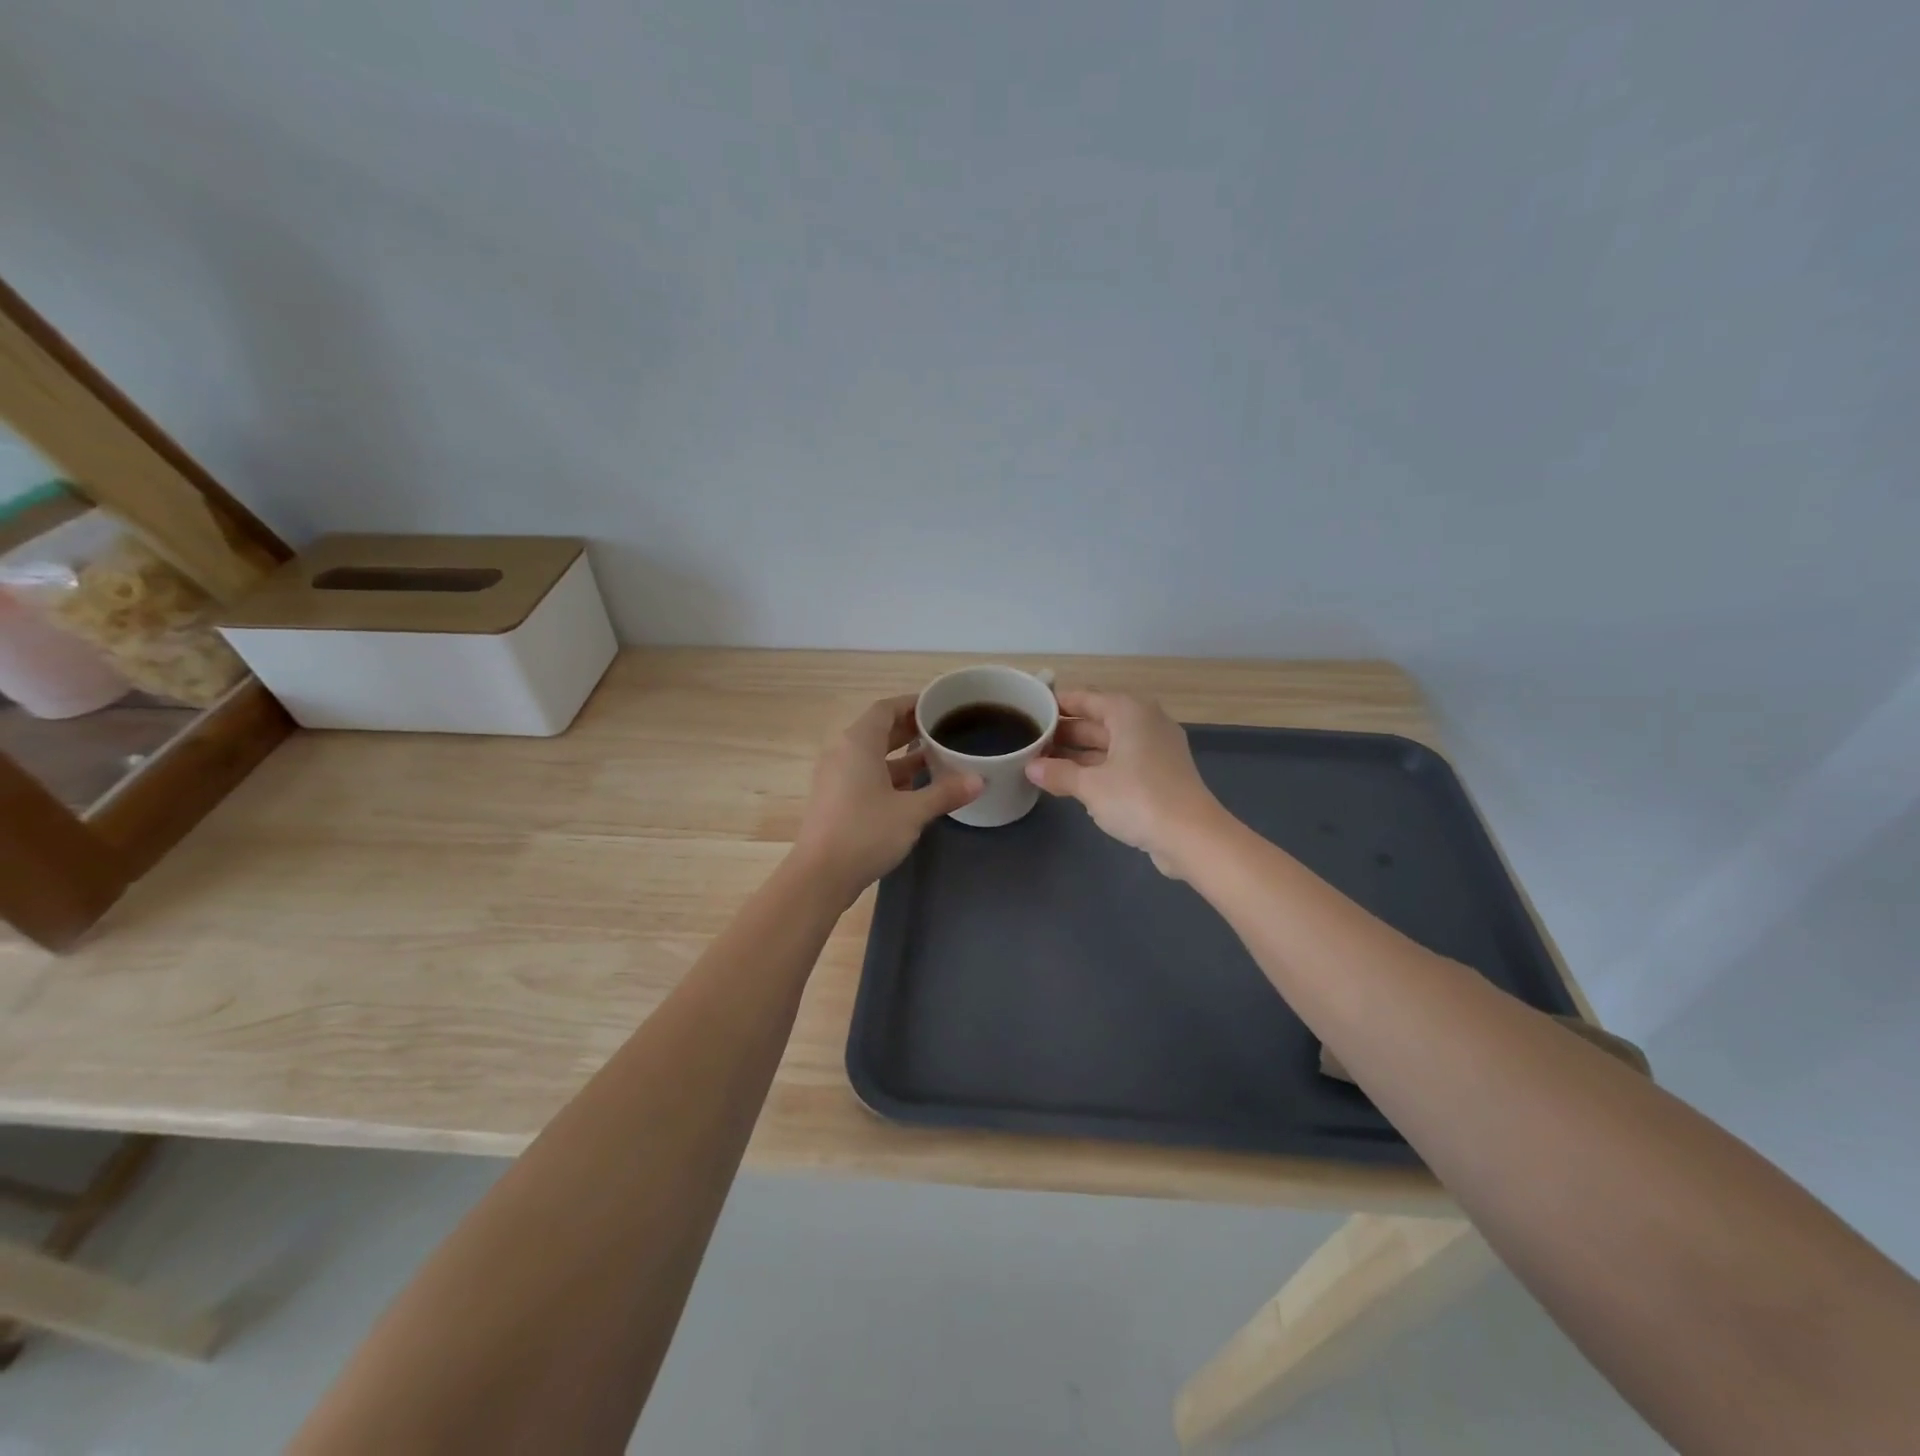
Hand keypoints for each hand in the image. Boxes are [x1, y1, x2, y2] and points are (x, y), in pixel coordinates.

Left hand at [794, 695, 981, 897]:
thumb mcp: (912, 812)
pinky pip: (866, 774)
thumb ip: (945, 793)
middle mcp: (843, 752)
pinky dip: (890, 774)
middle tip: (944, 730)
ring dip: (902, 755)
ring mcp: (836, 776)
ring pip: (873, 755)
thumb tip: (979, 780)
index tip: (939, 706)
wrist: (820, 876)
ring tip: (937, 757)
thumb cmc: (865, 833)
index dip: (912, 704)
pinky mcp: (835, 799)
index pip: (886, 708)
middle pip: (879, 730)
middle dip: (911, 729)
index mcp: (858, 743)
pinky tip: (915, 787)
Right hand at [1026, 690, 1224, 877]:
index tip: (1030, 710)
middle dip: (1064, 733)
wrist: (1192, 835)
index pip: (1085, 698)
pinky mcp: (1160, 773)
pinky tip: (1072, 781)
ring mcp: (1155, 748)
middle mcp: (1144, 722)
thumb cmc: (1138, 798)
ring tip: (1042, 763)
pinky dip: (1098, 768)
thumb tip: (1031, 767)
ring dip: (1078, 754)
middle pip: (1097, 721)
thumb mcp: (1090, 785)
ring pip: (1108, 744)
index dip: (1057, 704)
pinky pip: (1121, 762)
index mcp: (1128, 712)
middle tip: (1030, 741)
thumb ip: (1058, 772)